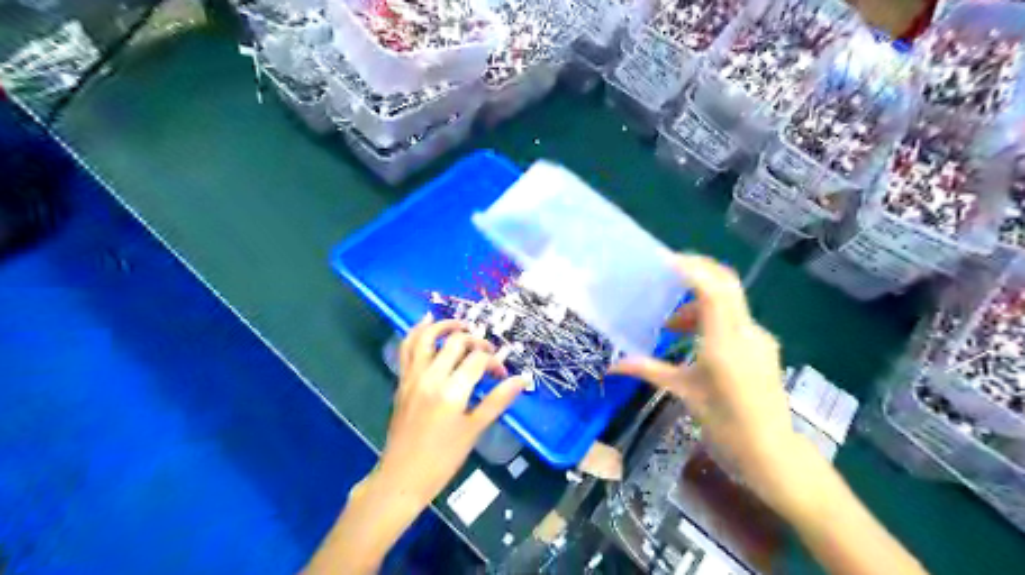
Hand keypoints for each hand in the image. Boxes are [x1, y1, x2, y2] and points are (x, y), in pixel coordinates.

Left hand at [301, 314, 521, 573]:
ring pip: (425, 338)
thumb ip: (497, 400)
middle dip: (475, 341)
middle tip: (487, 350)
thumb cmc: (442, 458)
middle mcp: (430, 377)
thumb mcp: (474, 430)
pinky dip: (417, 332)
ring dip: (444, 326)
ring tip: (461, 325)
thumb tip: (521, 380)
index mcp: (452, 391)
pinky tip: (426, 322)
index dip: (494, 361)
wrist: (401, 478)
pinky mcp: (402, 381)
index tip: (502, 374)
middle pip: (455, 343)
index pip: (478, 360)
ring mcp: (412, 377)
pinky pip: (407, 349)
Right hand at [612, 256, 794, 510]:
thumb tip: (612, 366)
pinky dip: (711, 316)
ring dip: (699, 301)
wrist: (771, 453)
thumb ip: (648, 371)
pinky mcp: (762, 347)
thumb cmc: (724, 424)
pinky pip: (734, 318)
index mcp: (725, 342)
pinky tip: (693, 340)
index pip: (712, 289)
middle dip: (697, 271)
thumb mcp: (683, 392)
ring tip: (670, 325)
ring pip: (729, 301)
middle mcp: (746, 332)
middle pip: (726, 283)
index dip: (690, 269)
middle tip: (666, 272)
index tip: (663, 262)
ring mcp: (758, 338)